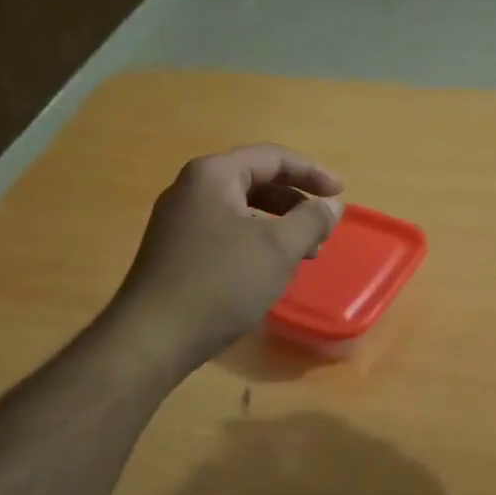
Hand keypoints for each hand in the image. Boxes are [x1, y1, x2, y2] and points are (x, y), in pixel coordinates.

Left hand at [108, 144, 344, 372]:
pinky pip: (224, 232)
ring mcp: (178, 221)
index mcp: (213, 175)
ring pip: (240, 210)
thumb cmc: (221, 283)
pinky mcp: (174, 251)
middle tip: (322, 228)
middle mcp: (190, 189)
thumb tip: (332, 204)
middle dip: (294, 202)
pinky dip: (254, 242)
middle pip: (254, 181)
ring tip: (304, 254)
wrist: (153, 337)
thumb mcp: (278, 249)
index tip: (341, 194)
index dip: (312, 173)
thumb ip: (311, 220)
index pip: (272, 157)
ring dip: (277, 225)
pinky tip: (268, 270)